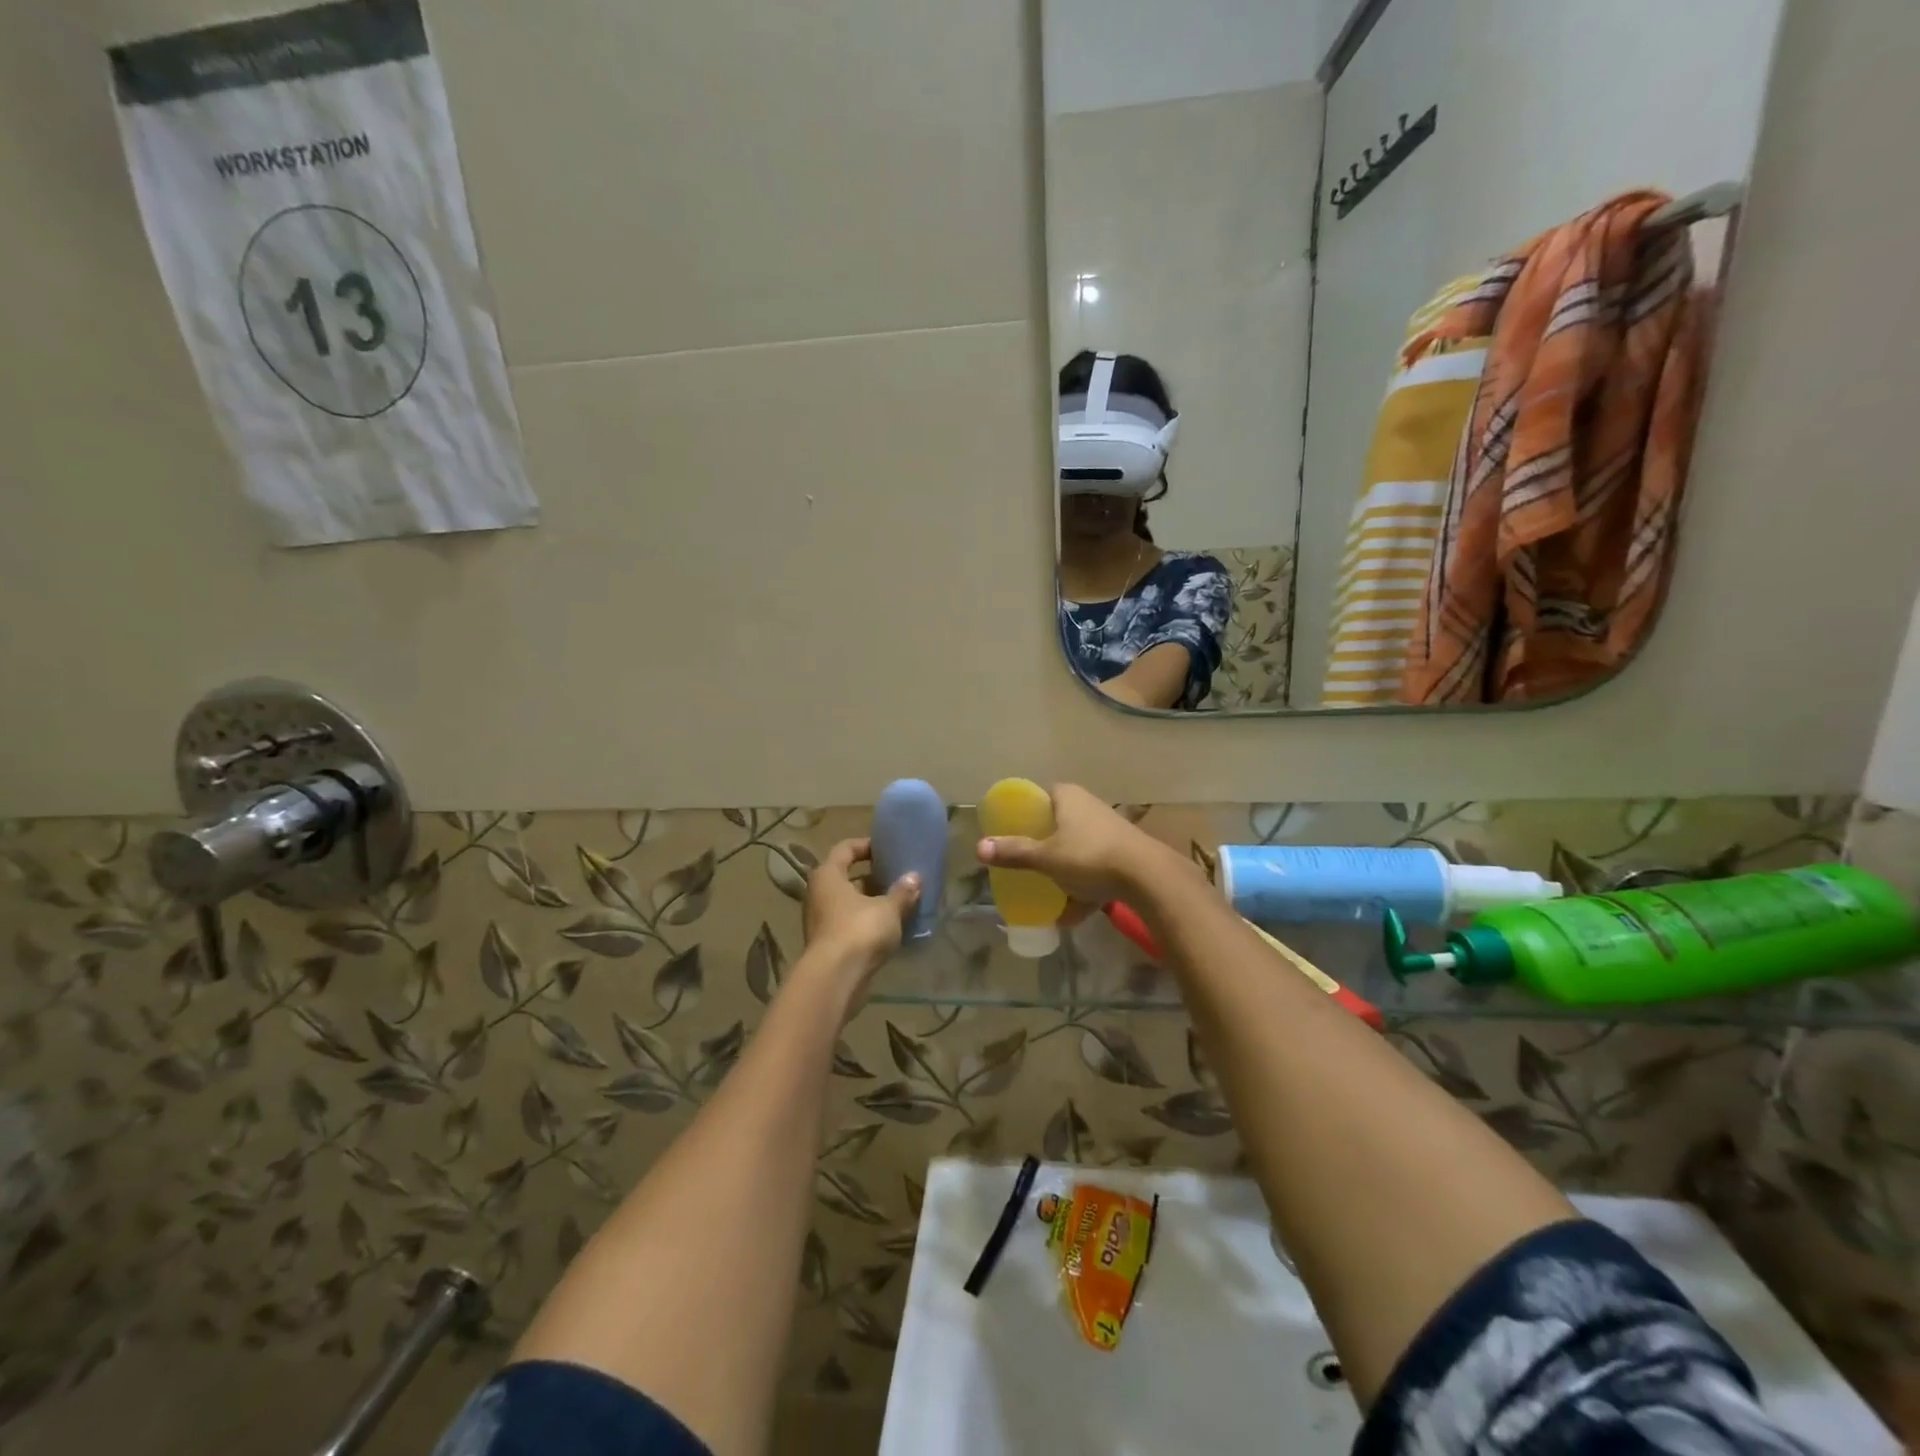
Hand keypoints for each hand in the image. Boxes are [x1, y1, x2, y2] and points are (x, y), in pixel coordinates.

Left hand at [802, 838, 920, 976]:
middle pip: (847, 877)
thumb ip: (902, 892)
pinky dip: (869, 922)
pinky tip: (892, 927)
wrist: (835, 979)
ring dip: (872, 901)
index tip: (887, 849)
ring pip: (850, 902)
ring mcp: (822, 920)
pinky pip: (851, 924)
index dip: (866, 845)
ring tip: (900, 901)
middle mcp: (819, 894)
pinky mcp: (829, 944)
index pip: (845, 849)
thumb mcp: (888, 909)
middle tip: (898, 876)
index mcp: (828, 875)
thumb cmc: (859, 931)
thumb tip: (915, 877)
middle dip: (873, 876)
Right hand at [975, 784, 1179, 905]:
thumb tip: (979, 848)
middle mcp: (1089, 806)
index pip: (1040, 795)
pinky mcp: (1125, 852)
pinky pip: (1096, 868)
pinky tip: (1073, 915)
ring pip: (1077, 848)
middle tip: (1025, 863)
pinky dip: (1084, 888)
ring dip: (1064, 871)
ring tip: (1048, 893)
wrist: (1149, 877)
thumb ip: (1014, 852)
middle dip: (1043, 845)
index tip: (1011, 832)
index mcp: (1068, 797)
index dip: (1025, 812)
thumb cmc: (1089, 857)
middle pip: (1058, 823)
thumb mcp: (1046, 858)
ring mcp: (1110, 829)